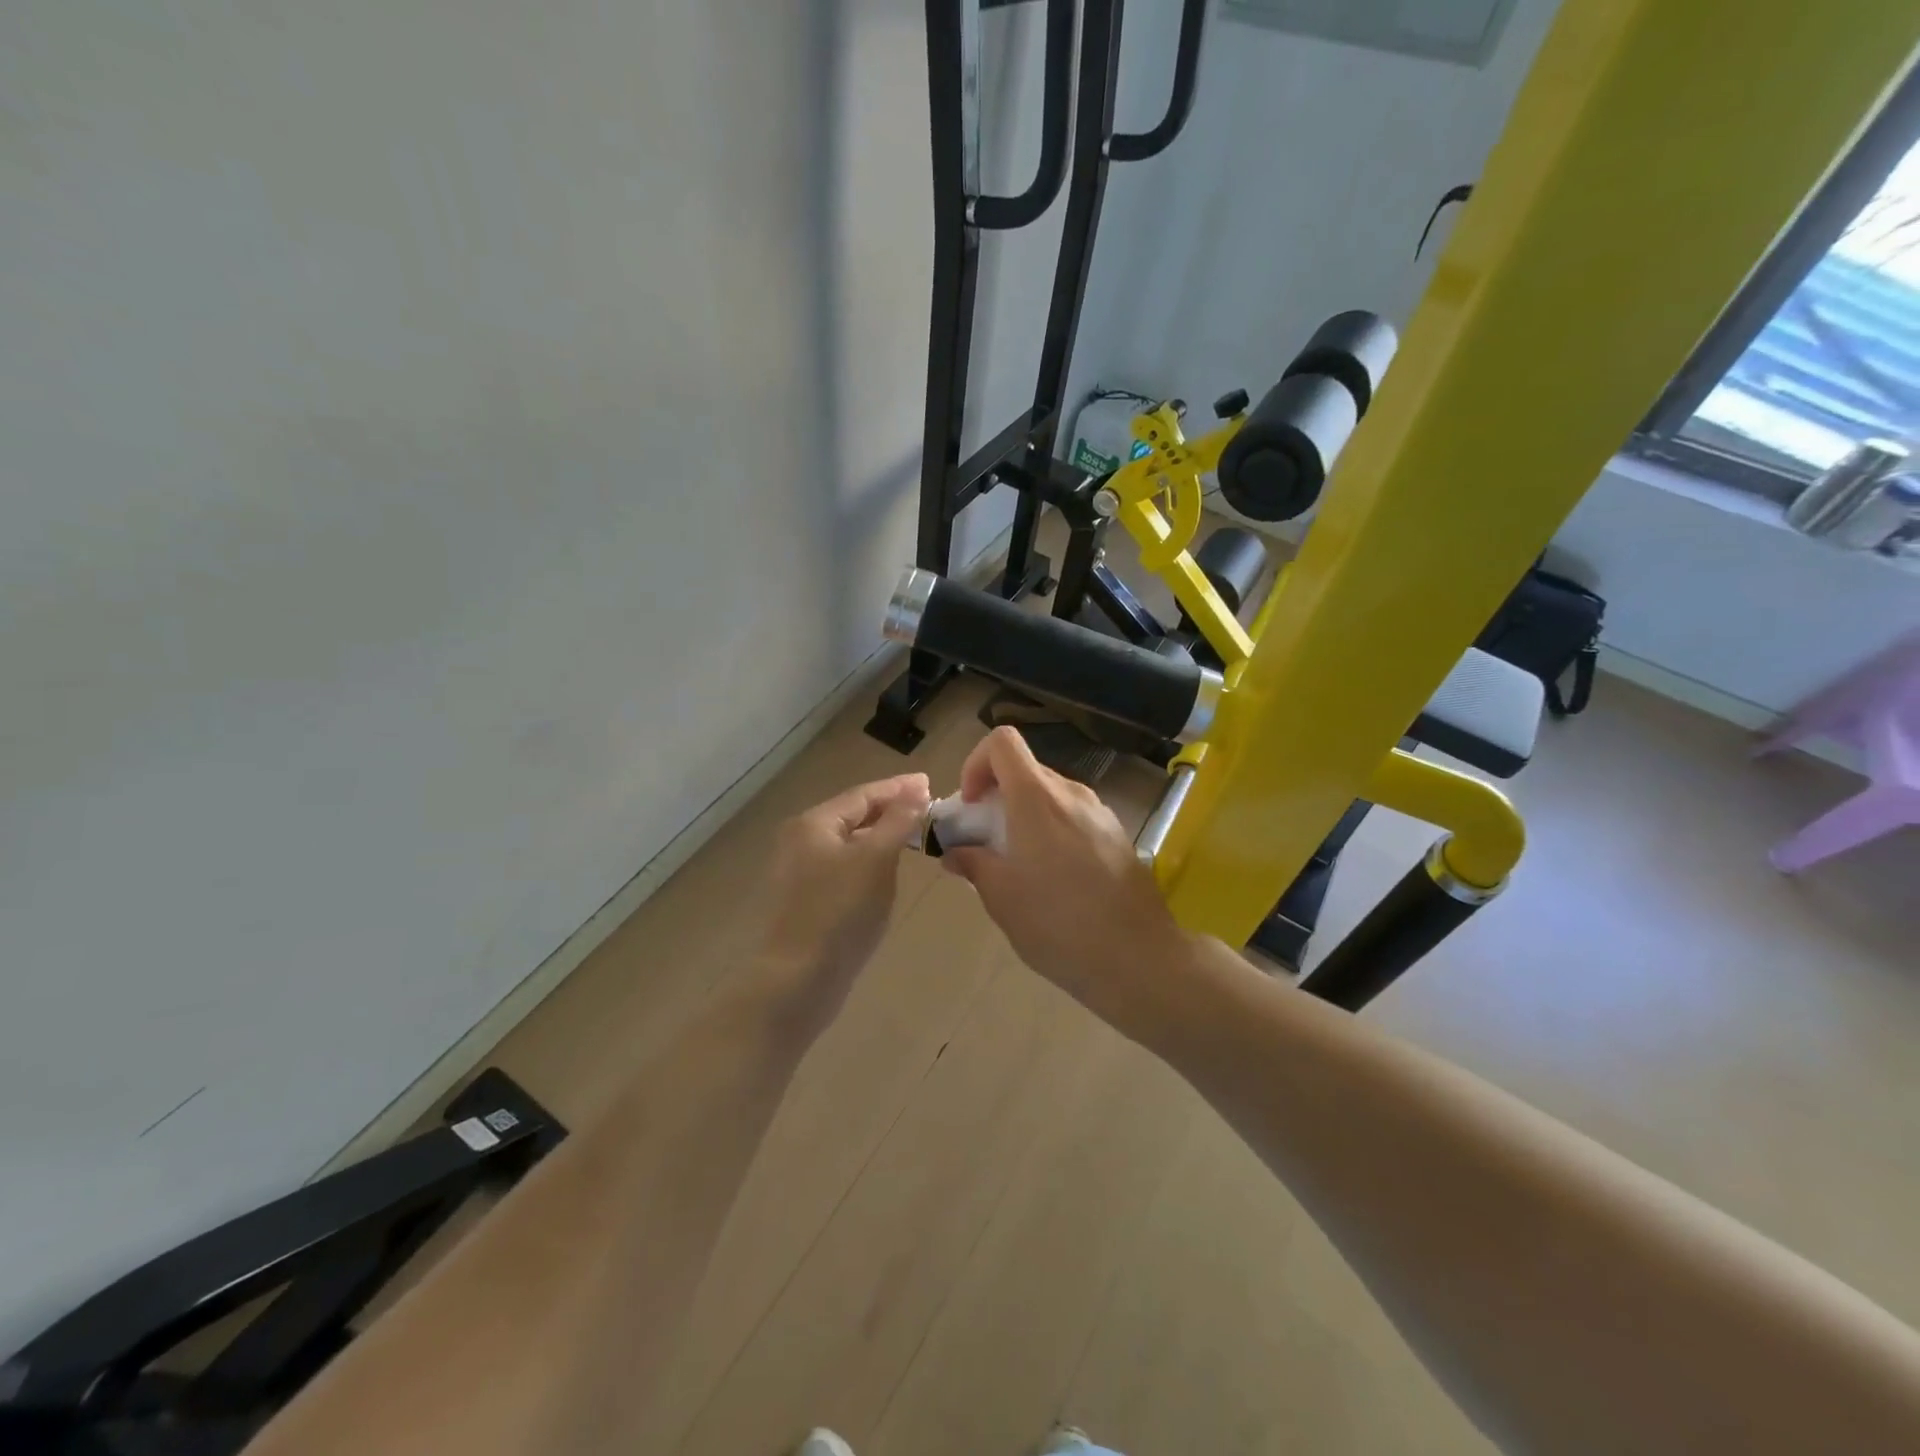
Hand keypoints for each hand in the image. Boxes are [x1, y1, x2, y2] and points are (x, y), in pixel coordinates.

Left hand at [757, 773, 929, 1023]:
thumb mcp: (876, 859)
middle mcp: (802, 840)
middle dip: (891, 810)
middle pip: (854, 815)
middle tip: (927, 807)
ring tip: (915, 835)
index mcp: (814, 824)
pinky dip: (871, 860)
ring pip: (851, 842)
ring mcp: (802, 872)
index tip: (930, 783)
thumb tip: (916, 790)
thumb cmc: (841, 911)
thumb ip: (898, 821)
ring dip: (882, 835)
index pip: (863, 794)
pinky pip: (846, 866)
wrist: (799, 980)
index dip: (898, 788)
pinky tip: (889, 870)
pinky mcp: (809, 899)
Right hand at [943, 728, 1186, 1021]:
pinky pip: (1075, 818)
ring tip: (1020, 865)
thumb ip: (974, 864)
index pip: (1002, 742)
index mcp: (1036, 799)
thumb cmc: (1059, 925)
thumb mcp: (1002, 898)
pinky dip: (1054, 831)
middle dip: (998, 797)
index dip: (976, 763)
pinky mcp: (1118, 835)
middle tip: (986, 842)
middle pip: (1026, 770)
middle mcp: (1071, 794)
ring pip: (1051, 796)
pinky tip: (1056, 879)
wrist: (1139, 957)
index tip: (971, 806)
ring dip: (1026, 817)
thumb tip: (956, 853)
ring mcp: (1100, 813)